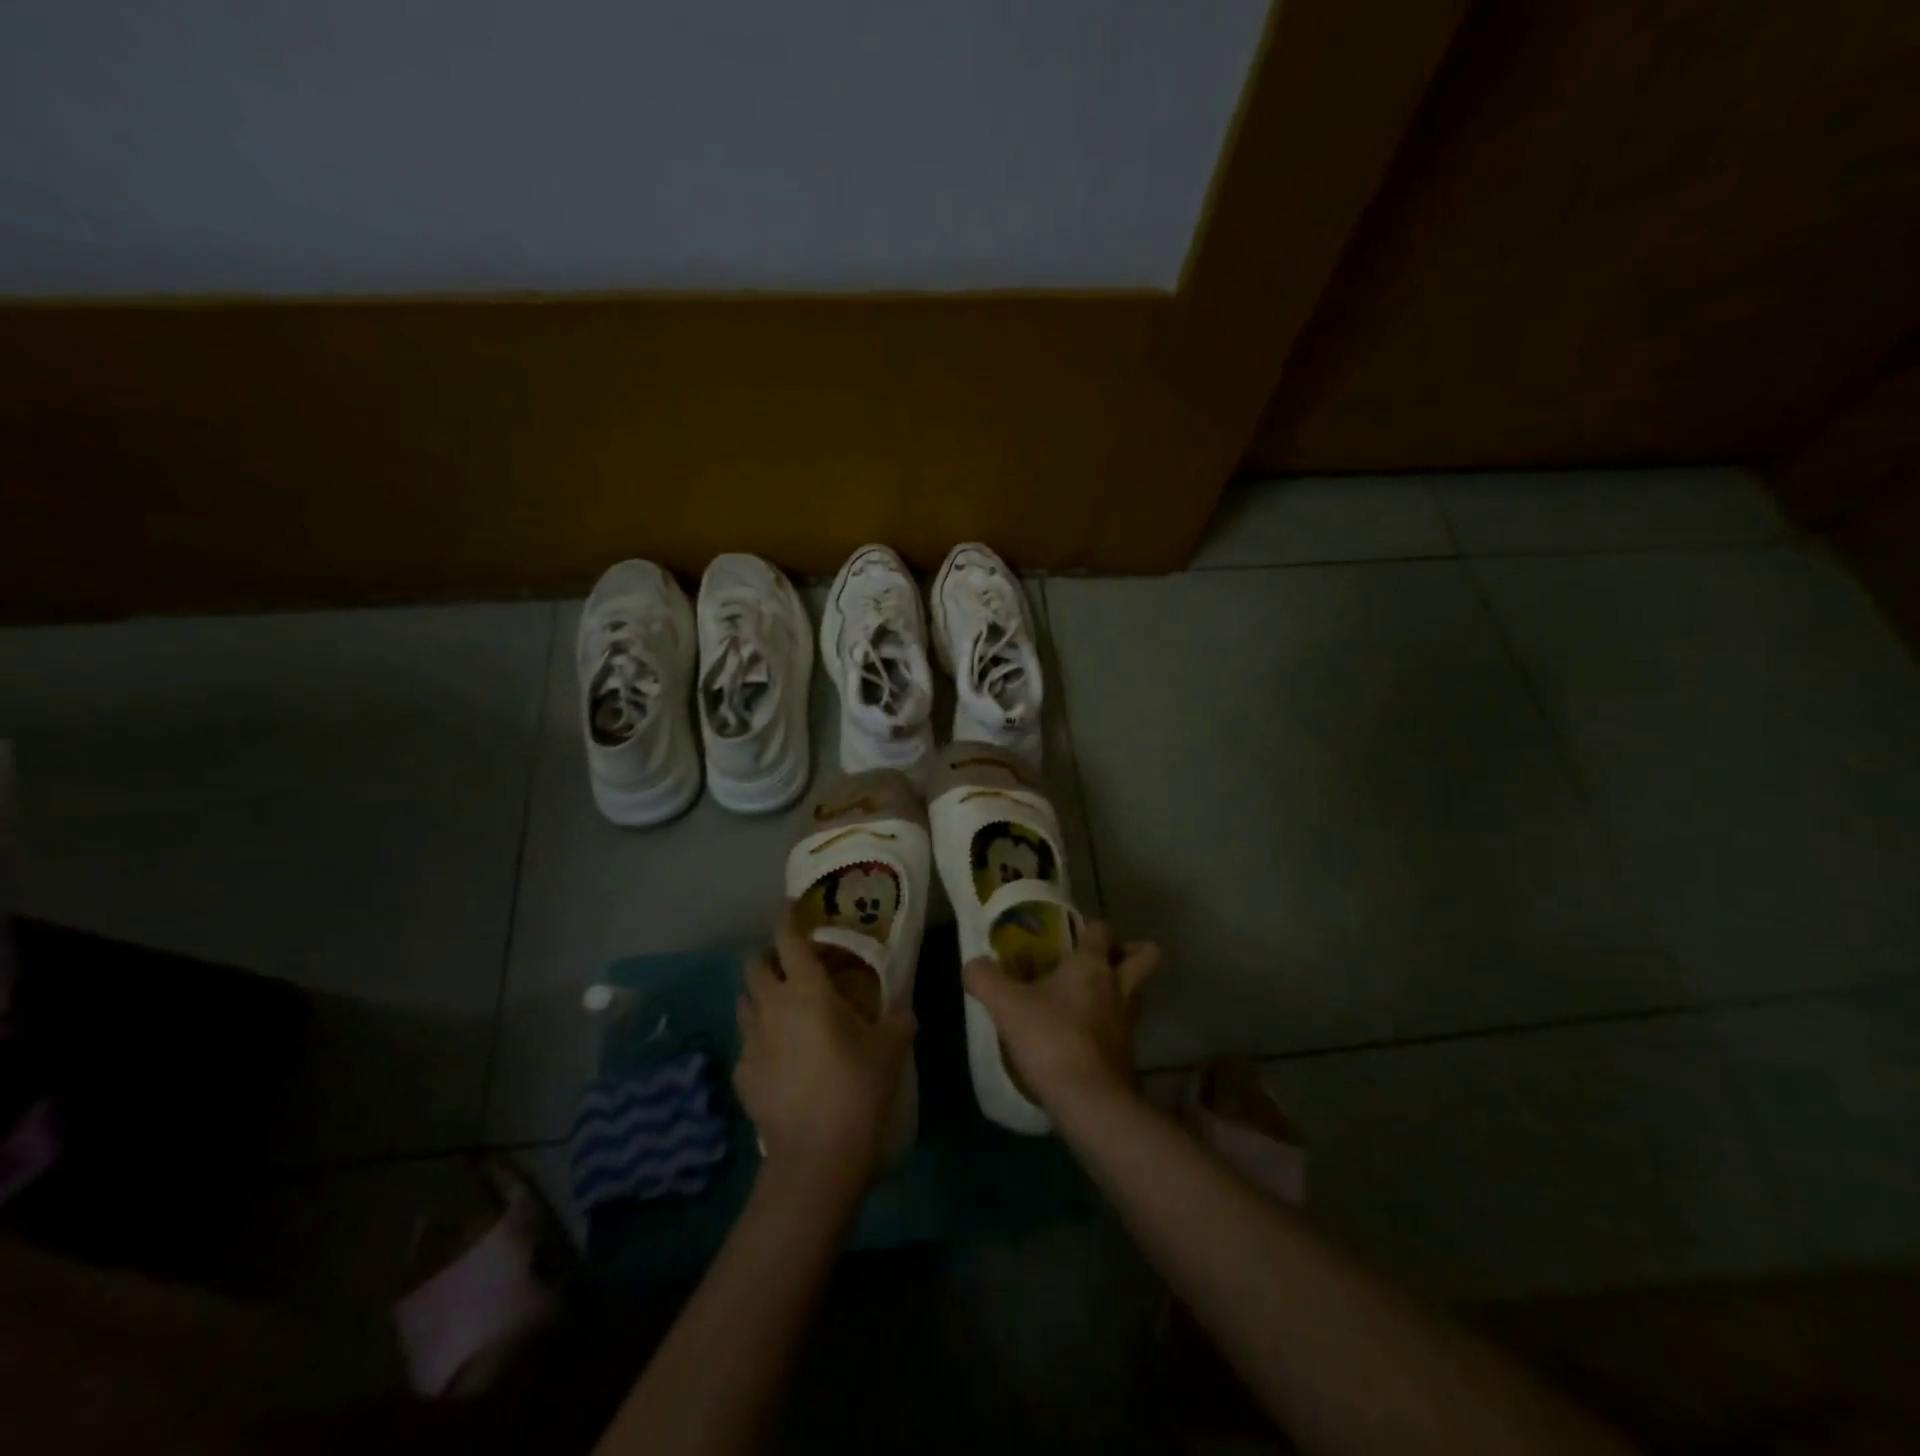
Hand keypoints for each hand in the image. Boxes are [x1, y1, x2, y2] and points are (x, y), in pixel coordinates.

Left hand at [735, 906, 914, 1193]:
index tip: (791, 906)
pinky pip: (747, 1042)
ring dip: (761, 996)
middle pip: (754, 965)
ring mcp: (751, 1041)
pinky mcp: (741, 1074)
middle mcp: (772, 1007)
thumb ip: (899, 1018)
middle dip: (769, 957)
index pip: (787, 939)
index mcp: (807, 991)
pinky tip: (780, 1056)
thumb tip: (905, 1008)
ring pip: (745, 1002)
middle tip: (792, 966)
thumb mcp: (891, 1048)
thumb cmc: (858, 1088)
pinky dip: (760, 1038)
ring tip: (784, 1009)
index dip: (787, 917)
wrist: (817, 1155)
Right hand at [962, 922, 1159, 1112]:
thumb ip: (985, 978)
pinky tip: (1083, 1036)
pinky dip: (1110, 1027)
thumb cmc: (1050, 1039)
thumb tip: (973, 964)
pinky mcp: (1128, 1056)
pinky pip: (1125, 1028)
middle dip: (1130, 952)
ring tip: (1088, 999)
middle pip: (1145, 956)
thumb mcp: (1005, 1005)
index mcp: (1092, 966)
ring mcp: (1128, 1023)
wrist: (1088, 1101)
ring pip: (1137, 993)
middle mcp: (1119, 988)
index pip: (1103, 930)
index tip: (1073, 935)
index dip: (1092, 928)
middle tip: (1101, 960)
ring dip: (1120, 990)